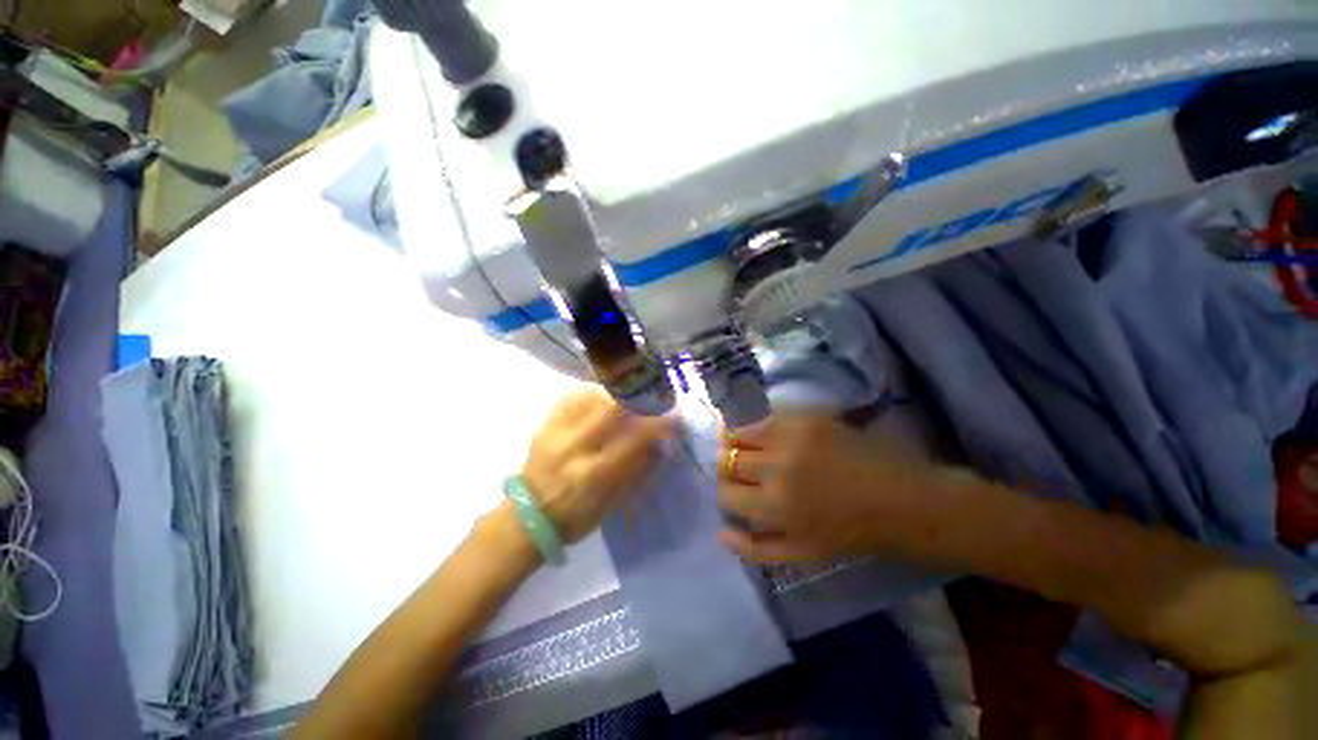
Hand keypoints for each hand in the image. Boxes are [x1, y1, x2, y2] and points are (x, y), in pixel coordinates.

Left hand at [520, 389, 672, 542]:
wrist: (527, 517)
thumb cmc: (575, 518)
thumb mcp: (612, 506)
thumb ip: (638, 472)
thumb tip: (661, 445)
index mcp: (594, 473)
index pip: (634, 438)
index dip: (659, 424)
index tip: (675, 418)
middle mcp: (574, 446)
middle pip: (612, 406)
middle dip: (640, 397)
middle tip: (654, 397)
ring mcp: (557, 431)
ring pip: (592, 395)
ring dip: (618, 391)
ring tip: (632, 394)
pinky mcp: (545, 423)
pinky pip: (572, 395)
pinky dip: (593, 391)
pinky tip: (604, 395)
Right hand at [717, 414, 952, 563]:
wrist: (901, 501)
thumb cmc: (851, 533)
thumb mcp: (801, 554)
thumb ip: (755, 548)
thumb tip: (720, 532)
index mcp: (775, 506)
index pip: (725, 492)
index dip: (726, 493)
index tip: (736, 493)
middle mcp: (777, 467)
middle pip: (728, 459)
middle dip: (729, 467)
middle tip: (742, 470)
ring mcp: (792, 437)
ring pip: (740, 431)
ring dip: (737, 441)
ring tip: (750, 447)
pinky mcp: (809, 418)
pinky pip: (766, 416)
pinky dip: (759, 424)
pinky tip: (767, 433)